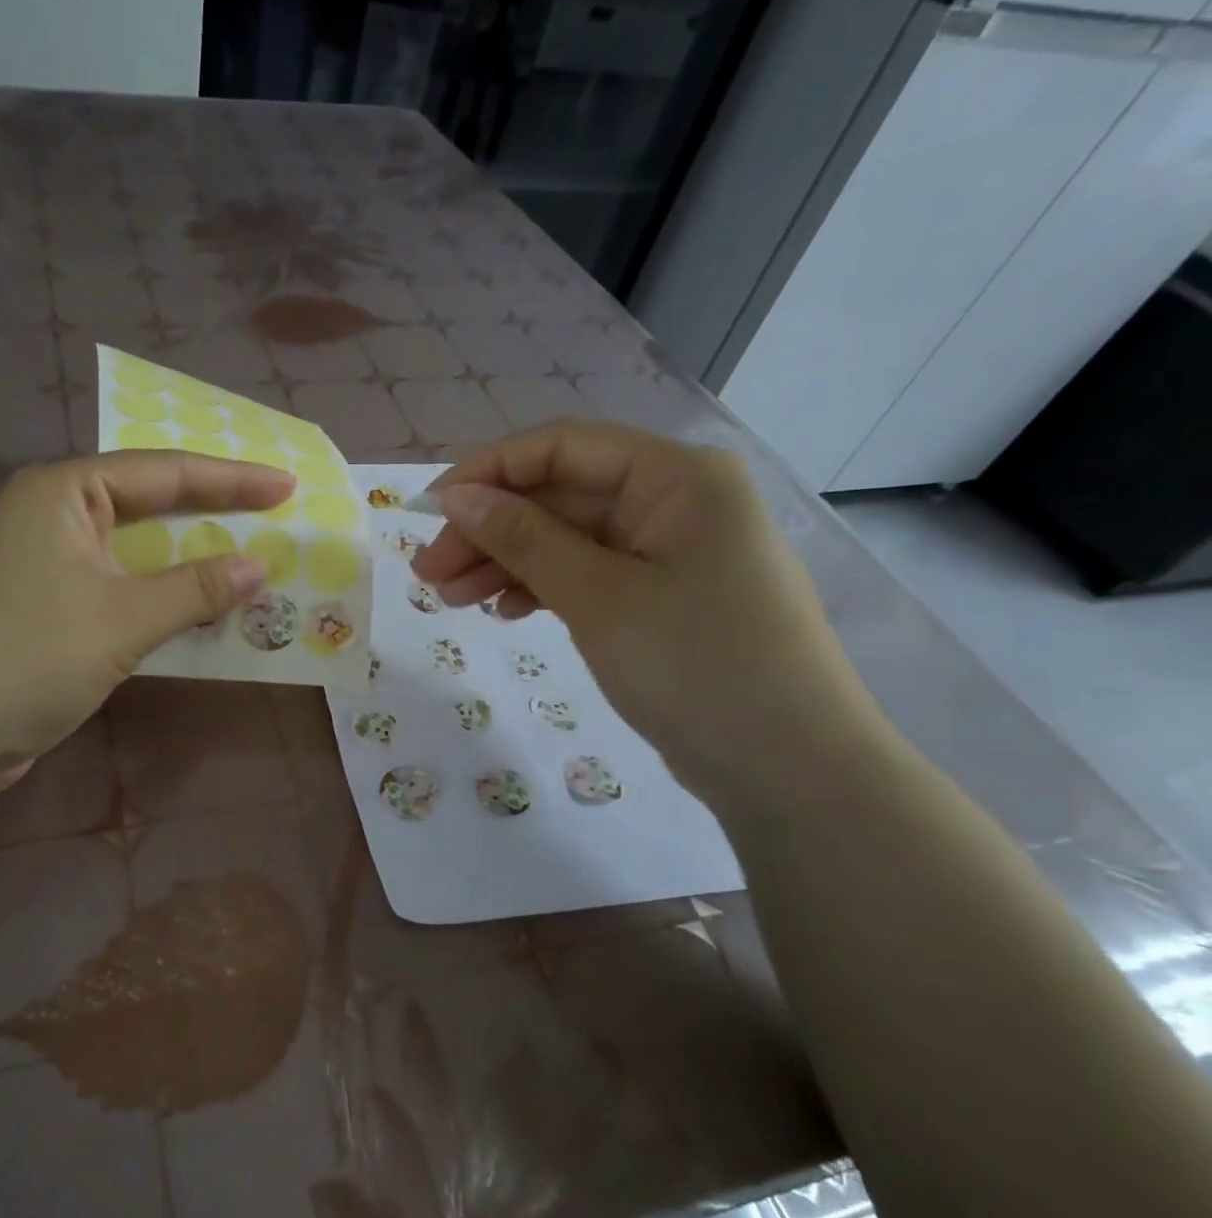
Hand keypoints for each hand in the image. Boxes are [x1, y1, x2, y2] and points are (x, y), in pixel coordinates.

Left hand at [0, 451, 291, 789]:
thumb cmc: (27, 656)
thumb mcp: (122, 618)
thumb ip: (194, 588)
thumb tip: (259, 566)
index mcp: (64, 492)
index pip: (165, 472)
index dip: (232, 479)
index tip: (287, 486)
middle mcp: (53, 516)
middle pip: (149, 504)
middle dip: (212, 512)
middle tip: (274, 516)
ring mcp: (46, 564)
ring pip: (136, 551)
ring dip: (189, 561)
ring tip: (250, 560)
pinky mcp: (46, 609)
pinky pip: (120, 589)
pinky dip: (161, 596)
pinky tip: (199, 609)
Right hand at [411, 420, 880, 804]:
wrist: (790, 770)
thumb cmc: (697, 667)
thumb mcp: (598, 598)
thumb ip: (524, 539)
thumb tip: (456, 496)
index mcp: (676, 478)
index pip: (562, 447)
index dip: (488, 472)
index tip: (429, 511)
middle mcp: (674, 500)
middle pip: (559, 495)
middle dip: (490, 529)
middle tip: (428, 573)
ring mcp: (668, 550)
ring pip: (566, 538)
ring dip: (506, 563)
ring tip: (450, 599)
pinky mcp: (660, 595)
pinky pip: (586, 574)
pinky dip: (542, 588)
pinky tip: (505, 612)